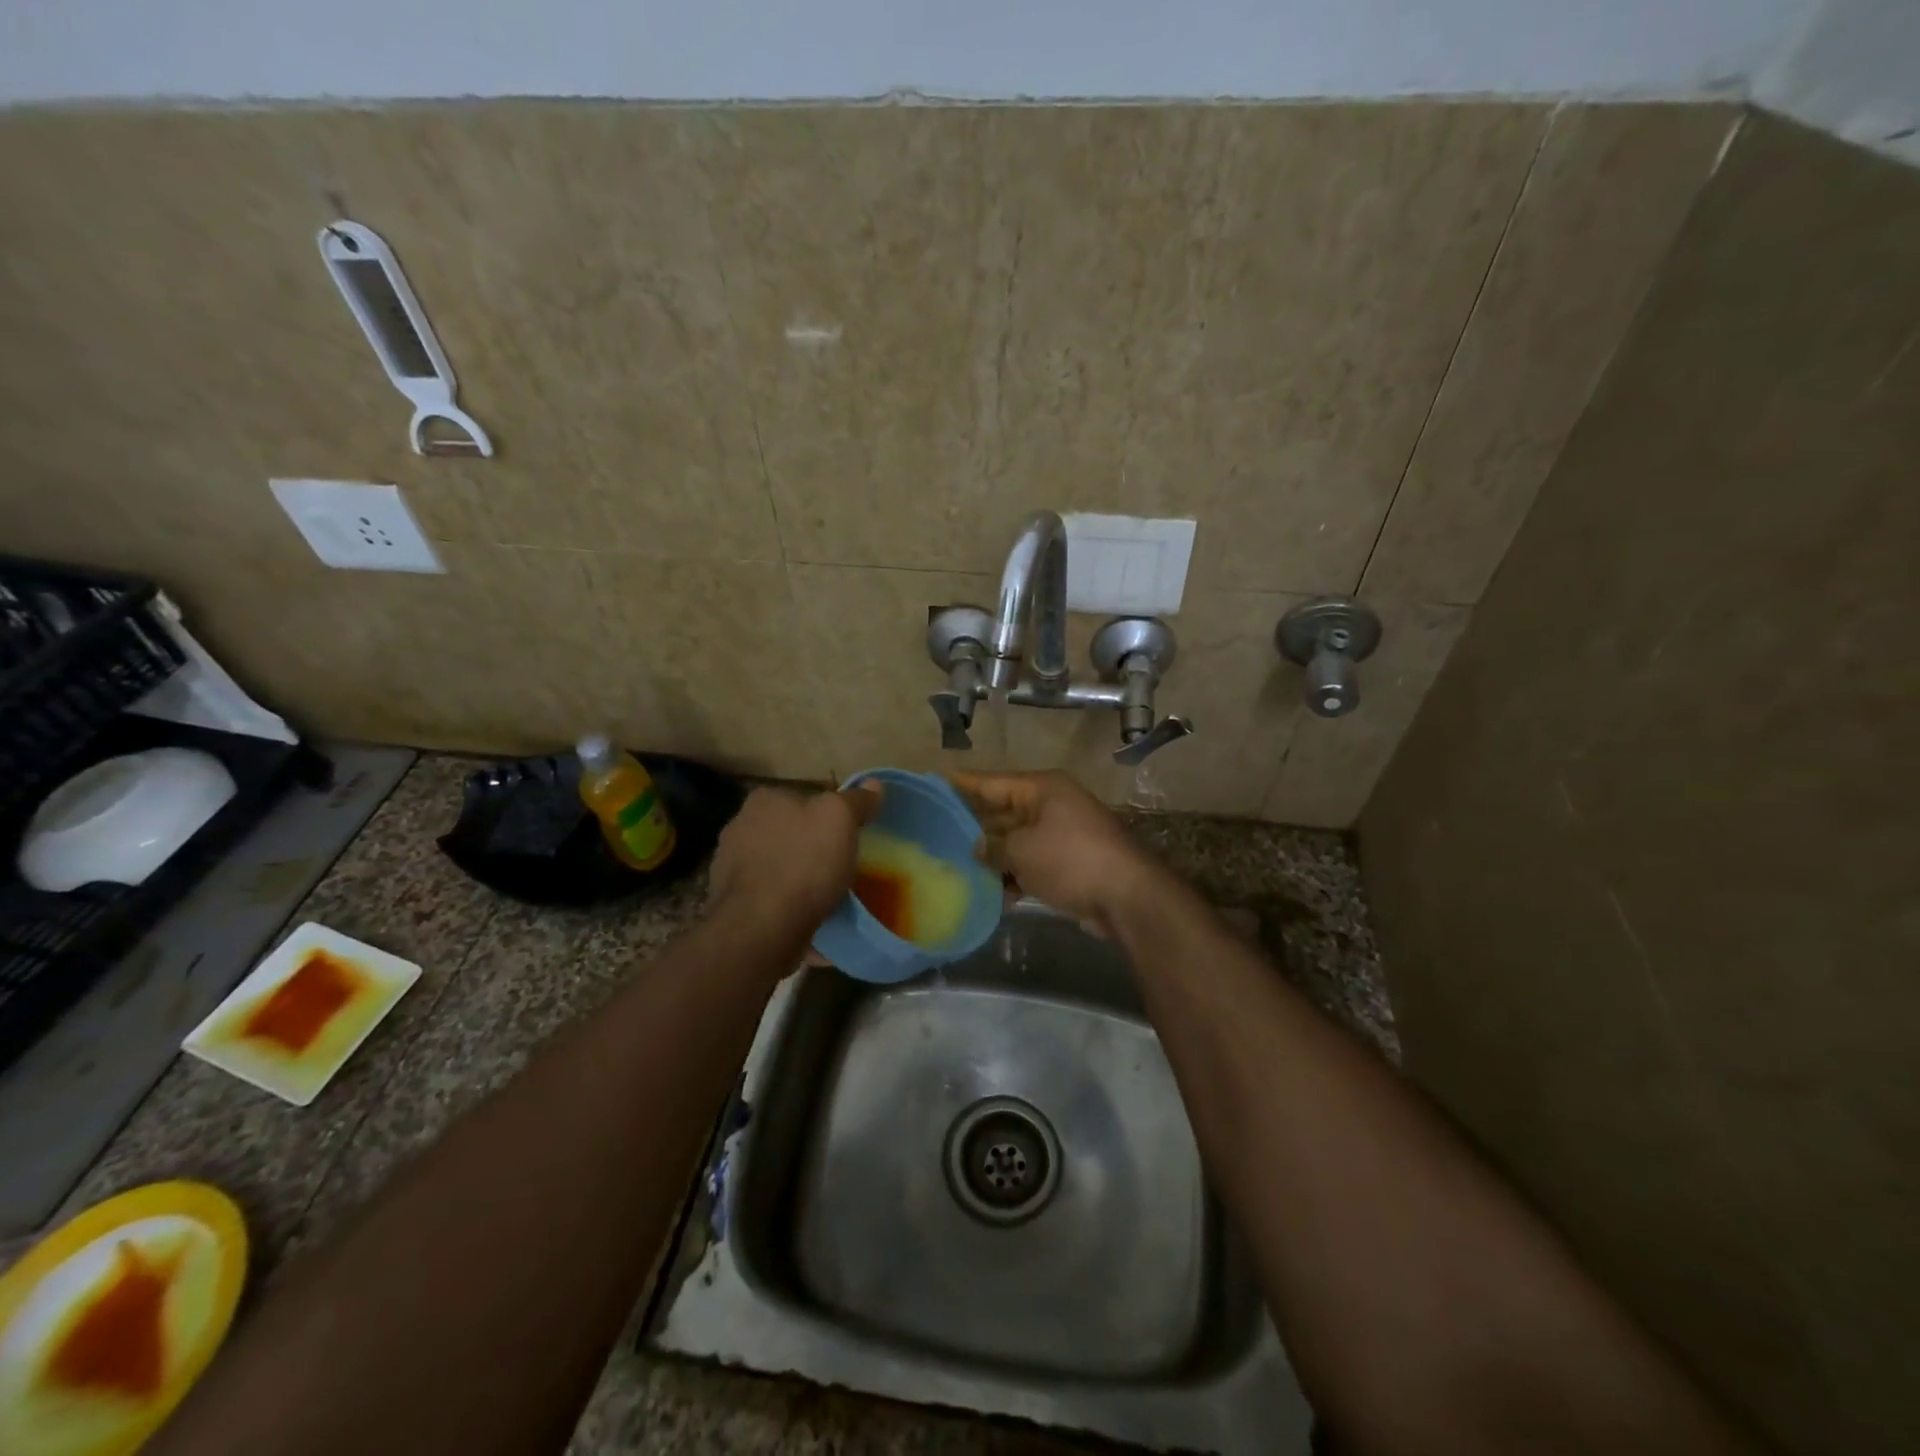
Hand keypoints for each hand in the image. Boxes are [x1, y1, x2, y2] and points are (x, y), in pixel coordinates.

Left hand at [708, 783, 882, 932]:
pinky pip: (768, 895)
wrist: (762, 927)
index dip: (828, 815)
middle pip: (788, 830)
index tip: (846, 835)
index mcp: (764, 800)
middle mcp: (740, 825)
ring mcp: (729, 866)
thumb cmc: (804, 863)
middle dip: (809, 845)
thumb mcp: (841, 820)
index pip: (804, 798)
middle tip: (838, 864)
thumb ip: (856, 800)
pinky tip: (804, 916)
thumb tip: (873, 784)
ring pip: (776, 863)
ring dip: (795, 875)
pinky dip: (784, 902)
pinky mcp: (731, 901)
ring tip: (824, 895)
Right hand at [945, 770, 1166, 934]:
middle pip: (1002, 811)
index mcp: (1041, 789)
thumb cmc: (1070, 859)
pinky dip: (1012, 875)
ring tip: (953, 866)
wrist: (1126, 896)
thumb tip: (977, 847)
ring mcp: (1061, 835)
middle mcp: (1051, 805)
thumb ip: (993, 847)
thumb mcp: (1022, 850)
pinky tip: (987, 892)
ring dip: (991, 856)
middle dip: (973, 825)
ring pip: (1015, 841)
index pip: (991, 782)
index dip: (962, 784)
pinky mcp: (1067, 863)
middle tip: (935, 834)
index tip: (934, 782)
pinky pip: (1030, 863)